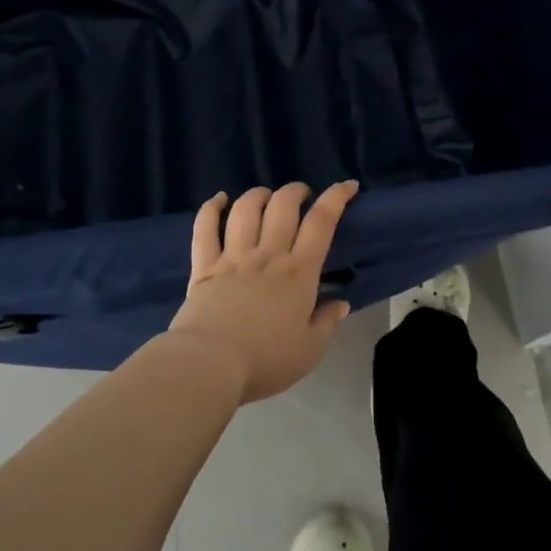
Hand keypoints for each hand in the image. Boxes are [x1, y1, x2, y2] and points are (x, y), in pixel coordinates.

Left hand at [168, 181, 356, 403]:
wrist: (211, 364)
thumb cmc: (266, 361)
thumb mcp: (310, 351)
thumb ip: (326, 323)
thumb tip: (341, 302)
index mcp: (298, 273)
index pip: (321, 223)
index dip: (336, 198)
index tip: (347, 185)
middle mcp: (267, 255)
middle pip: (283, 206)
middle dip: (296, 191)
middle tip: (302, 195)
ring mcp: (233, 256)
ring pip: (246, 209)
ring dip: (259, 195)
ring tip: (266, 196)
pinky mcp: (204, 266)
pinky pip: (205, 228)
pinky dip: (211, 207)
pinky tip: (219, 199)